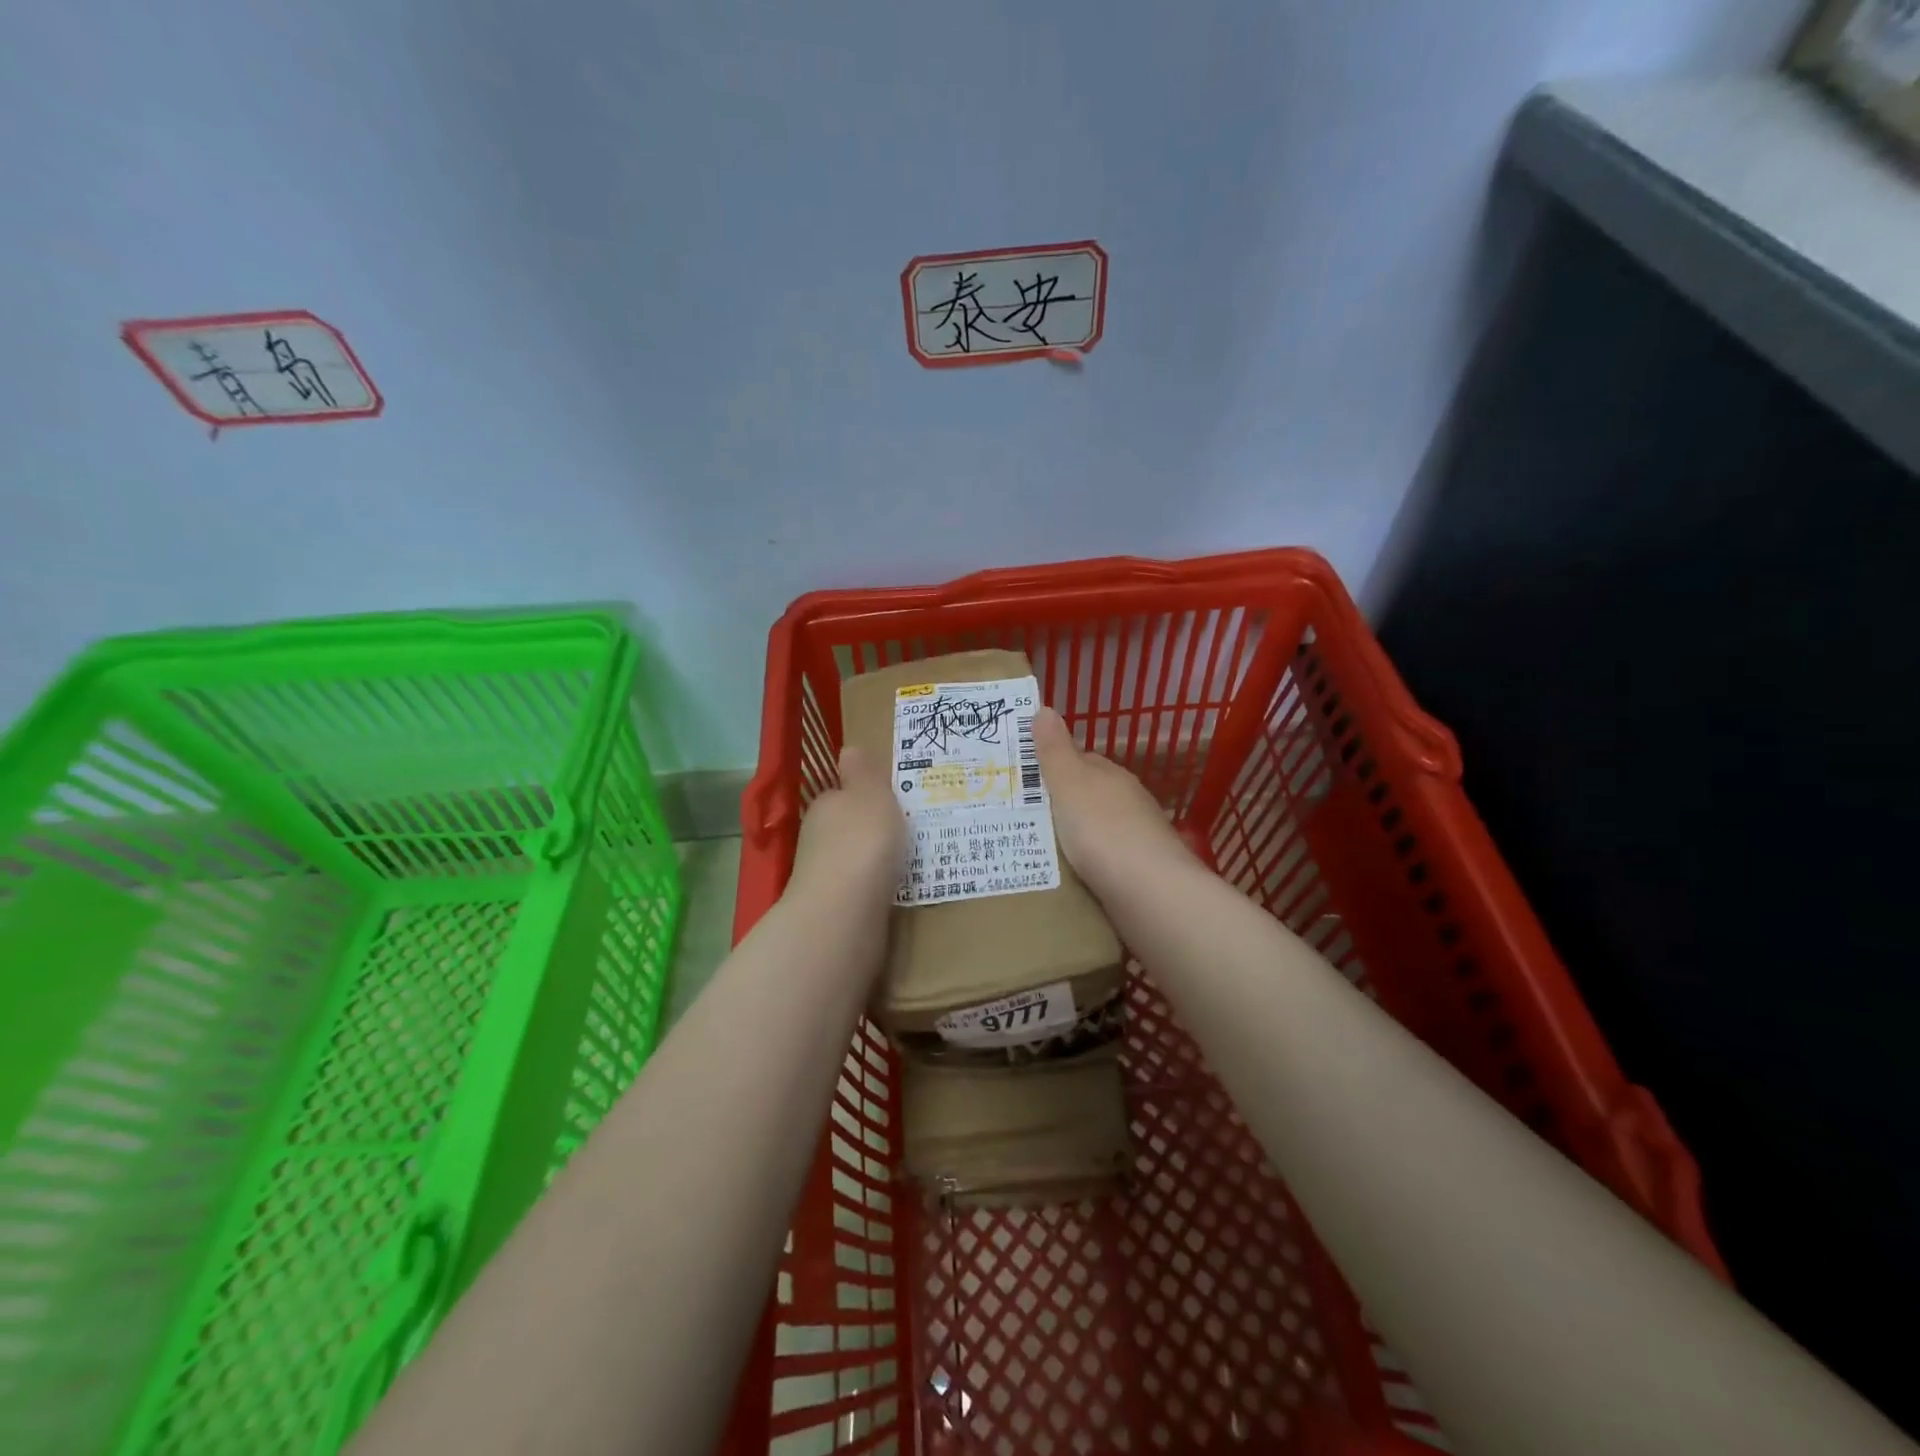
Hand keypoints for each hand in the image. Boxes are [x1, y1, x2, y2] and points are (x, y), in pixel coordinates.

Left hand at [789, 744, 906, 906]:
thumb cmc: (862, 840)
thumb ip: (861, 771)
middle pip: (845, 828)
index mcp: (824, 806)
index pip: (840, 794)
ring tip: (907, 862)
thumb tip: (847, 750)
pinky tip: (896, 891)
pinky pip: (861, 891)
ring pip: (852, 861)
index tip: (889, 801)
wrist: (845, 912)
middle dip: (869, 830)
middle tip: (904, 831)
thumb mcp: (869, 792)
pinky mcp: (836, 910)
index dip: (863, 795)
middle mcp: (817, 839)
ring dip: (873, 861)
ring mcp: (823, 877)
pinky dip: (875, 888)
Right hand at [1033, 707, 1190, 895]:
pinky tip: (1070, 875)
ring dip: (1075, 834)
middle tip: (1022, 817)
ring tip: (1039, 848)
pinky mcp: (1141, 872)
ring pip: (1098, 827)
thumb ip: (1054, 751)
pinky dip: (1088, 862)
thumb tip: (1044, 708)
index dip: (1052, 765)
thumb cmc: (1102, 831)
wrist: (1151, 893)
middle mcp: (1128, 800)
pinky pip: (1105, 859)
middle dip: (1061, 802)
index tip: (1023, 779)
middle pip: (1089, 794)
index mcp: (1111, 775)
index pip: (1080, 760)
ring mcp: (1138, 837)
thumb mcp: (1069, 785)